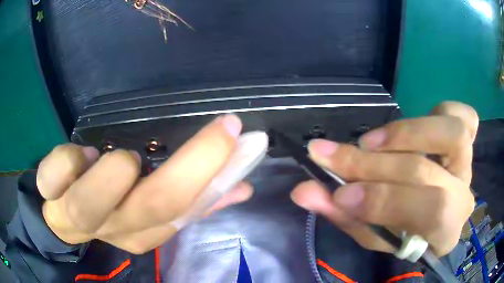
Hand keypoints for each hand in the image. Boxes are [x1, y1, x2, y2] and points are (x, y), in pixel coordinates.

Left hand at [37, 115, 252, 253]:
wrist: (64, 216)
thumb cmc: (110, 208)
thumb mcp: (153, 208)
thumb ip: (194, 199)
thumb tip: (243, 186)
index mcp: (145, 231)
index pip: (184, 209)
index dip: (214, 172)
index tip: (239, 136)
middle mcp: (114, 229)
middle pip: (153, 206)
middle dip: (192, 162)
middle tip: (220, 127)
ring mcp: (75, 216)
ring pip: (93, 203)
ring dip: (113, 172)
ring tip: (123, 156)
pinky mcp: (49, 195)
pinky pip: (53, 176)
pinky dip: (67, 160)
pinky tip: (81, 154)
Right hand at [291, 101, 477, 255]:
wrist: (427, 219)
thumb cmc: (400, 233)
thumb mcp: (371, 233)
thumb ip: (343, 214)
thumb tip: (305, 191)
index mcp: (445, 233)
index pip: (429, 212)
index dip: (385, 200)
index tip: (340, 192)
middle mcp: (463, 195)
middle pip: (428, 172)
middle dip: (375, 166)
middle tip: (333, 157)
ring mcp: (468, 164)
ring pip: (454, 135)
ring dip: (407, 133)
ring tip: (370, 141)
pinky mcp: (468, 141)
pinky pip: (465, 117)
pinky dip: (440, 111)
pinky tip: (418, 124)